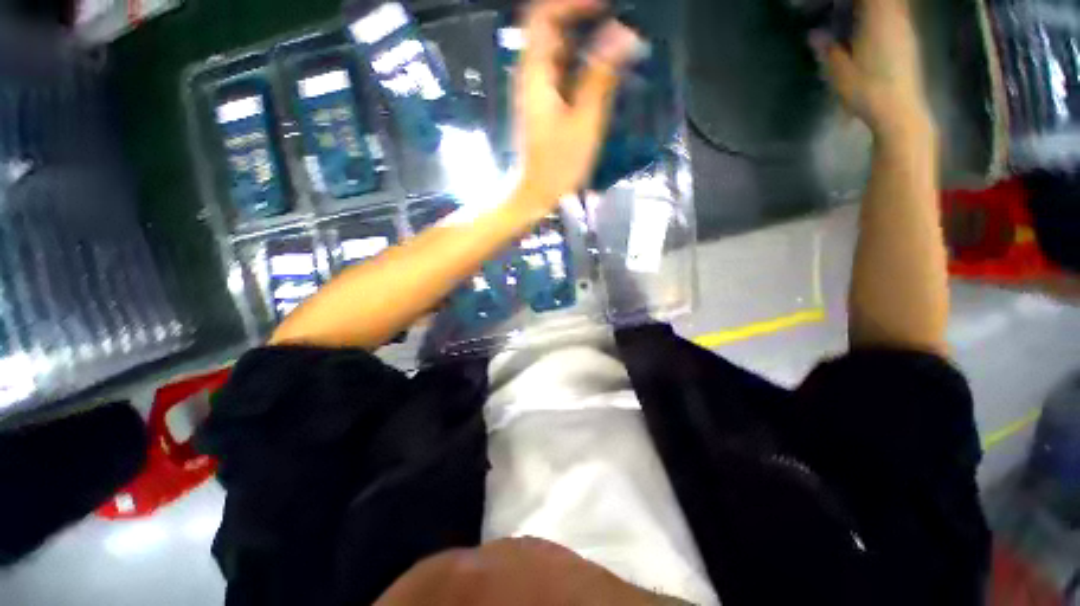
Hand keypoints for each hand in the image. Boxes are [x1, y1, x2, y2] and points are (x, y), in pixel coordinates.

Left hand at [514, 0, 643, 210]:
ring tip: (616, 47)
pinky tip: (600, 74)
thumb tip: (622, 33)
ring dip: (584, 42)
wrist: (535, 194)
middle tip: (617, 28)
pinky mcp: (542, 105)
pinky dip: (580, 64)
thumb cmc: (558, 166)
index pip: (545, 16)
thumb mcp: (584, 123)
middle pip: (550, 29)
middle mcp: (530, 75)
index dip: (573, 3)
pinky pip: (560, 71)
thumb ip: (600, 76)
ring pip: (557, 51)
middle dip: (582, 19)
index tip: (606, 5)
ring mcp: (535, 90)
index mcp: (535, 74)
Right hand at [814, 0, 933, 139]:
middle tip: (847, 9)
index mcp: (877, 21)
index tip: (839, 4)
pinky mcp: (909, 42)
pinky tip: (872, 25)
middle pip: (886, 0)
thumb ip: (828, 51)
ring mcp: (905, 30)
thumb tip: (813, 35)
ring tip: (857, 14)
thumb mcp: (840, 73)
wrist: (899, 112)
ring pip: (896, 5)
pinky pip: (899, 15)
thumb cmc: (867, 91)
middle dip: (866, 3)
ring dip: (877, 8)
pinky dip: (886, 13)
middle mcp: (895, 19)